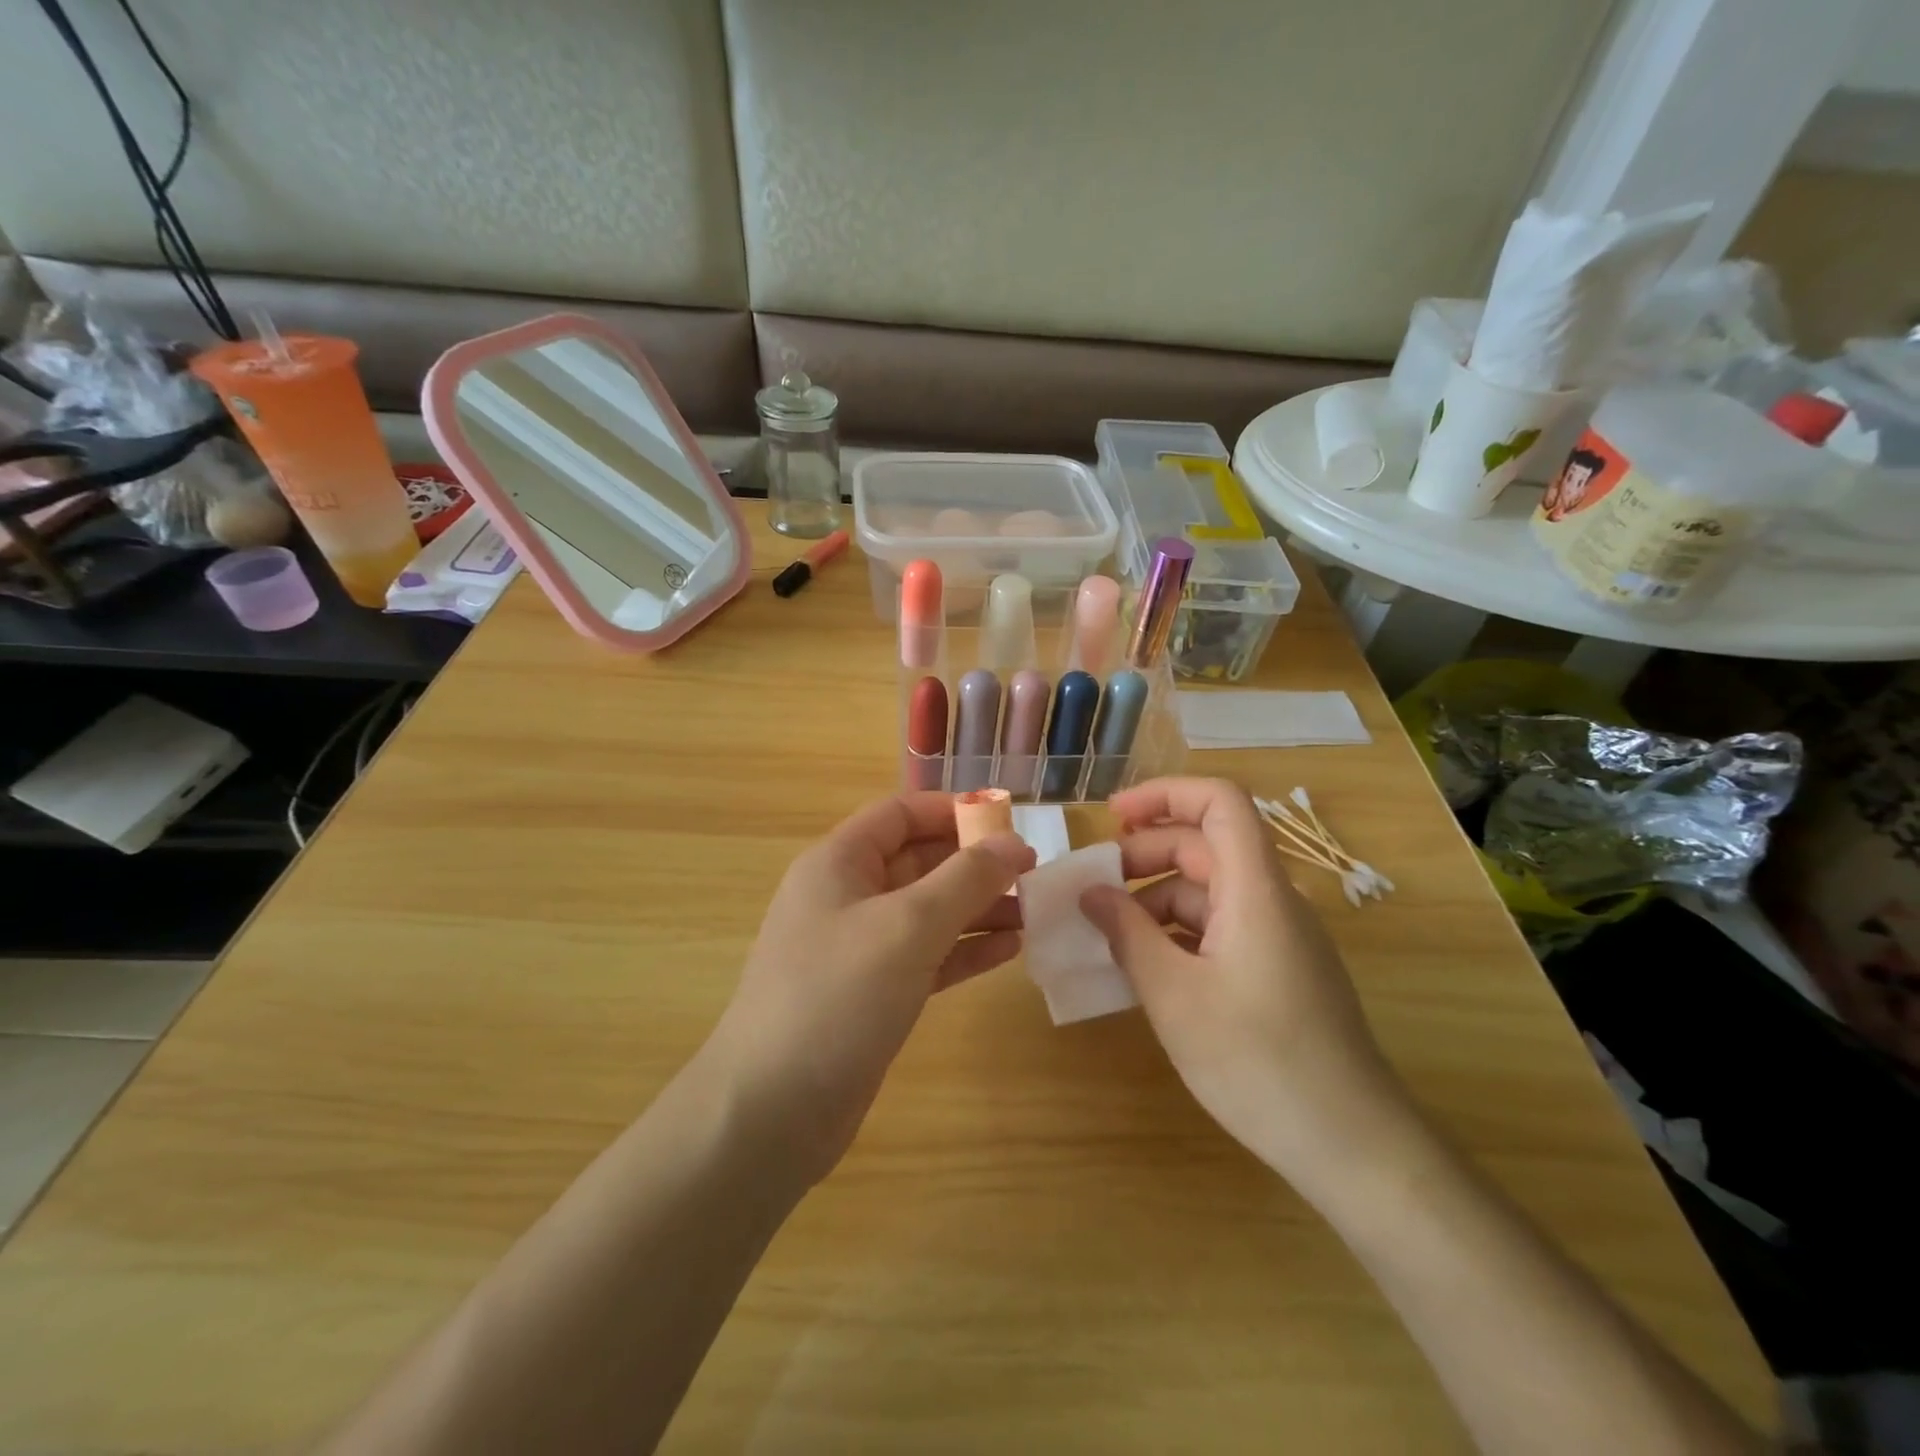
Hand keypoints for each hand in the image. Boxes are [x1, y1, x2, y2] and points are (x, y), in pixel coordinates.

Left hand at [705, 791, 1035, 1187]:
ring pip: (927, 912)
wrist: (772, 1112)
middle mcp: (846, 897)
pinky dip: (964, 950)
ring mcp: (858, 949)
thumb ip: (966, 879)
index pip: (900, 814)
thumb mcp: (908, 926)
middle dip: (973, 864)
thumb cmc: (837, 997)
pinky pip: (926, 957)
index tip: (1009, 823)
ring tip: (1033, 912)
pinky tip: (1008, 951)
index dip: (953, 811)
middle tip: (1033, 874)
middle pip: (918, 861)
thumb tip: (1014, 842)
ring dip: (977, 908)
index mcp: (839, 863)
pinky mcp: (872, 995)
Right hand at [1081, 777, 1415, 1190]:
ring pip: (1210, 890)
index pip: (1220, 802)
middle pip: (1207, 845)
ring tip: (1107, 932)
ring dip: (1155, 898)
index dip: (1164, 794)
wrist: (1353, 1146)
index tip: (1111, 818)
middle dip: (1144, 853)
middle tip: (1093, 885)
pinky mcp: (1279, 970)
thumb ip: (1127, 934)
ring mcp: (1279, 937)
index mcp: (1256, 890)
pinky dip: (1177, 931)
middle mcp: (1272, 900)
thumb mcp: (1173, 995)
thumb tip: (1091, 893)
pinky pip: (1221, 927)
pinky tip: (1145, 965)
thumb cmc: (1258, 1061)